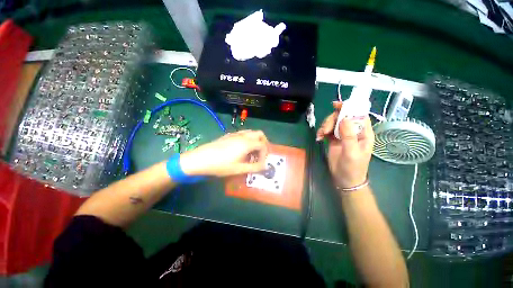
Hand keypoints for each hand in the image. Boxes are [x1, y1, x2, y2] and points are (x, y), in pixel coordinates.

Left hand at [179, 130, 268, 176]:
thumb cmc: (221, 165)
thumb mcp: (239, 169)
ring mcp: (235, 134)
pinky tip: (241, 150)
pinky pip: (243, 134)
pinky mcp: (229, 135)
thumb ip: (254, 168)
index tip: (261, 163)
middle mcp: (243, 136)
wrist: (200, 159)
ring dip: (255, 141)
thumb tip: (264, 167)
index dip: (265, 154)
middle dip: (263, 143)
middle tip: (260, 154)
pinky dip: (248, 139)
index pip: (262, 145)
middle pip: (259, 134)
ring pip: (251, 132)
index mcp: (247, 143)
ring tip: (251, 153)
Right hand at [316, 101, 373, 188]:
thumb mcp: (352, 152)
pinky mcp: (333, 139)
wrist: (344, 179)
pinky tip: (319, 137)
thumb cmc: (353, 167)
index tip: (336, 106)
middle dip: (332, 120)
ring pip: (333, 123)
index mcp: (363, 133)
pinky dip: (322, 131)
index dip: (349, 107)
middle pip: (342, 117)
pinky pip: (327, 130)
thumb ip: (349, 135)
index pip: (358, 115)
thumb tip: (344, 118)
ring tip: (321, 135)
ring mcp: (342, 135)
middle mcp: (353, 131)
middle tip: (325, 129)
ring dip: (325, 126)